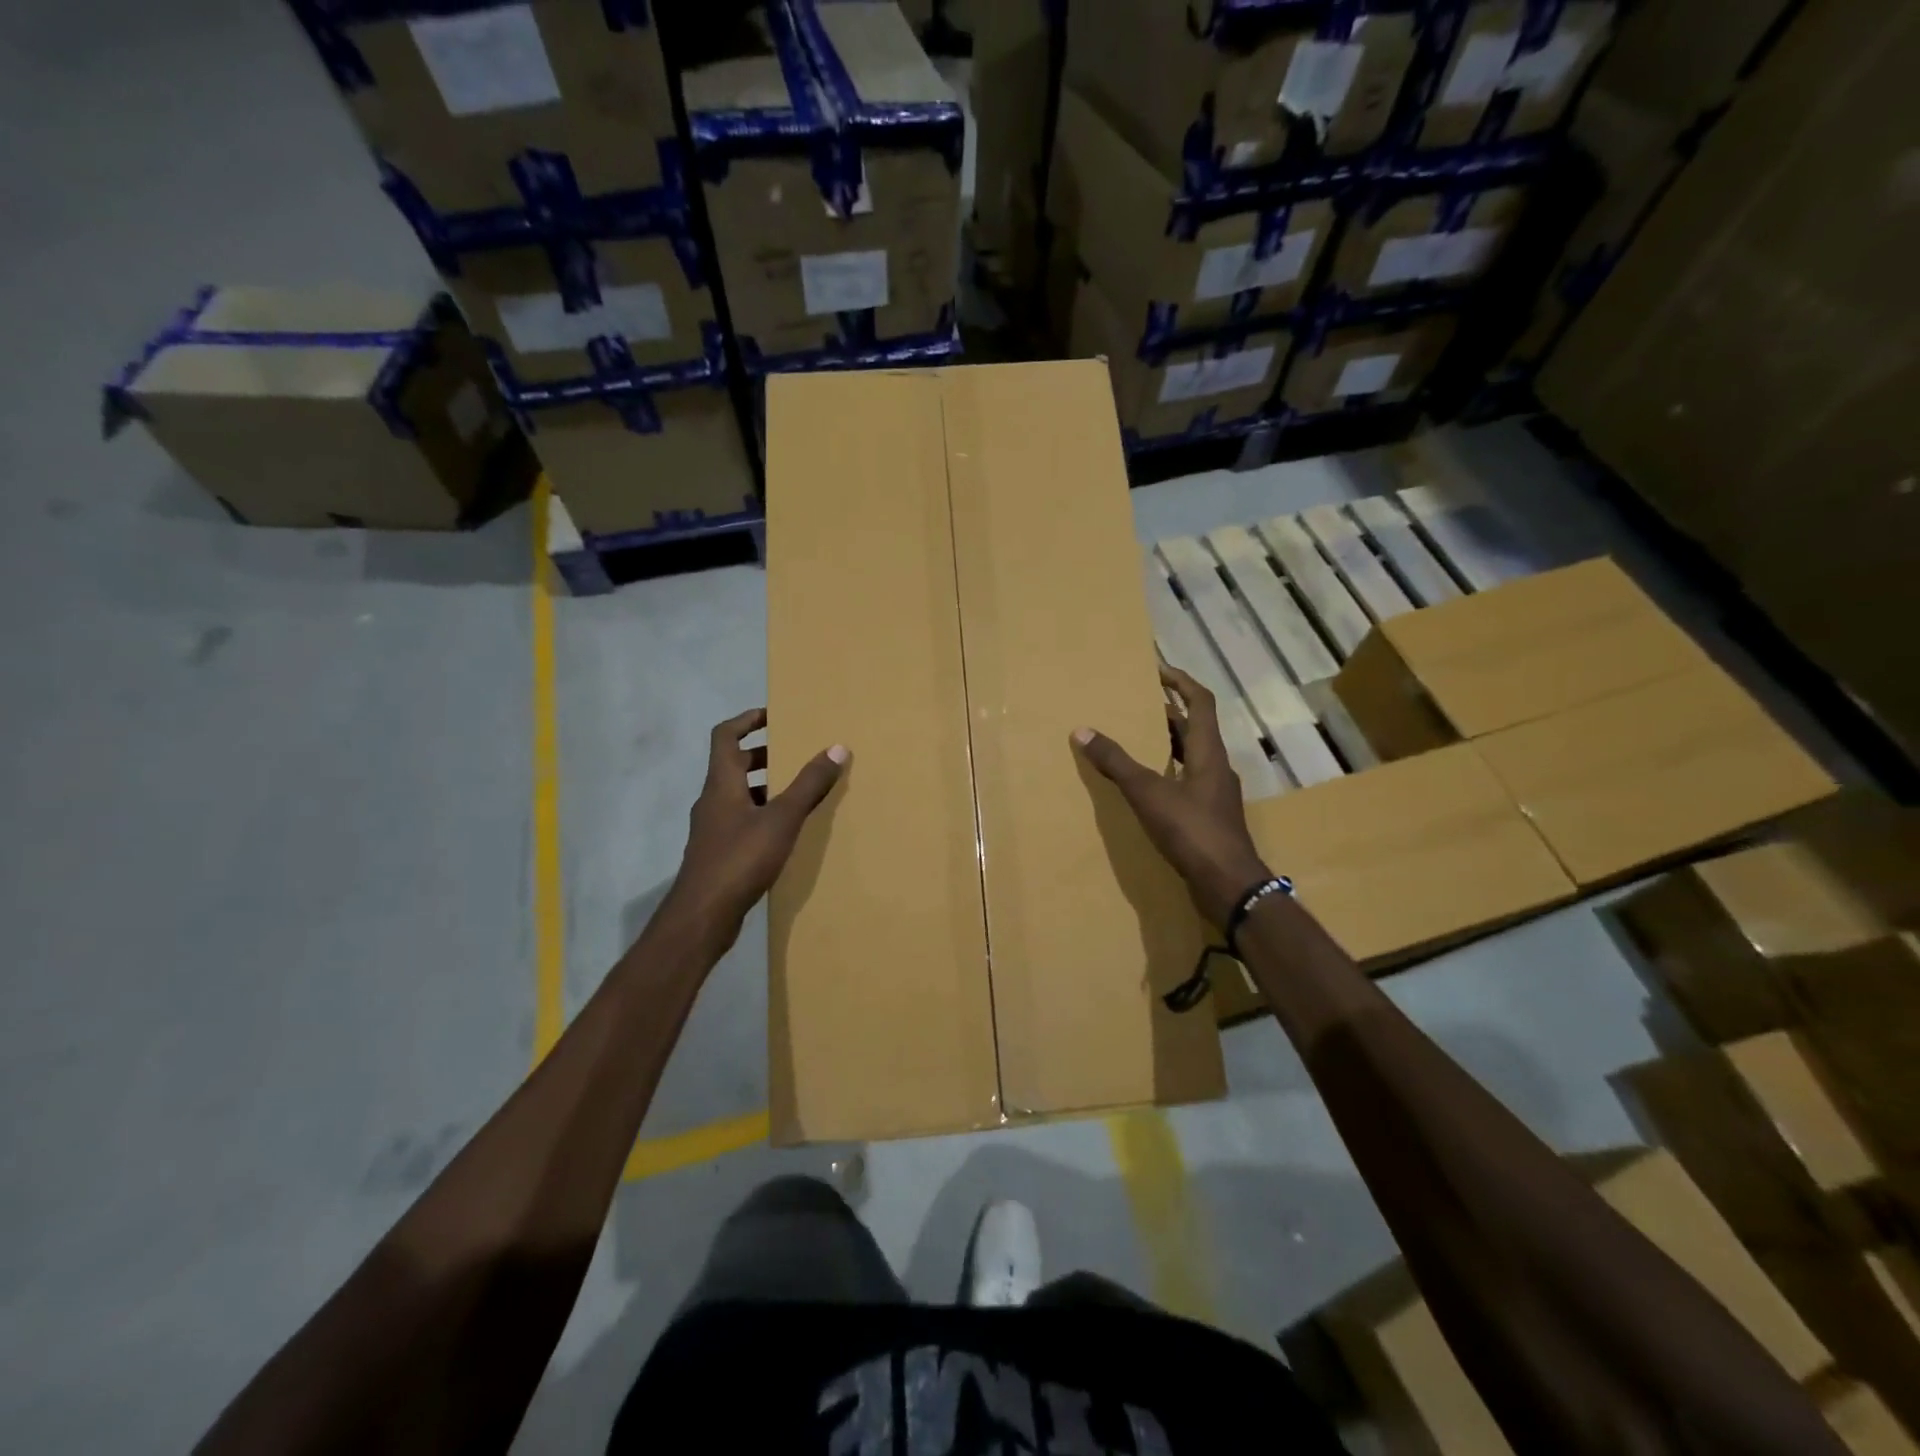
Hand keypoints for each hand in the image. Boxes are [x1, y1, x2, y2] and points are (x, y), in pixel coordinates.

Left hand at [660, 709, 848, 953]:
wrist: (702, 915)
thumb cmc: (740, 858)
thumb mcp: (782, 818)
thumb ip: (809, 784)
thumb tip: (837, 747)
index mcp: (722, 783)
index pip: (725, 736)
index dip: (746, 720)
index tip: (773, 715)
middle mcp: (713, 800)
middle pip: (733, 765)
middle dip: (762, 754)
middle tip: (794, 753)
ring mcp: (713, 829)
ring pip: (738, 795)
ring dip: (764, 786)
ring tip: (797, 790)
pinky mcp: (718, 854)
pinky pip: (741, 821)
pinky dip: (761, 815)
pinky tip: (785, 831)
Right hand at [1072, 666, 1270, 927]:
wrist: (1229, 884)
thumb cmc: (1192, 831)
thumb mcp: (1148, 793)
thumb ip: (1116, 763)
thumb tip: (1082, 731)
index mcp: (1208, 752)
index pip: (1200, 702)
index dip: (1181, 682)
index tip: (1158, 670)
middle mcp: (1216, 766)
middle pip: (1195, 728)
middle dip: (1169, 712)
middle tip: (1138, 704)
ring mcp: (1216, 793)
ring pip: (1192, 756)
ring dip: (1168, 742)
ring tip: (1138, 738)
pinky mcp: (1211, 816)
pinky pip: (1188, 780)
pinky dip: (1168, 771)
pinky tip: (1148, 785)